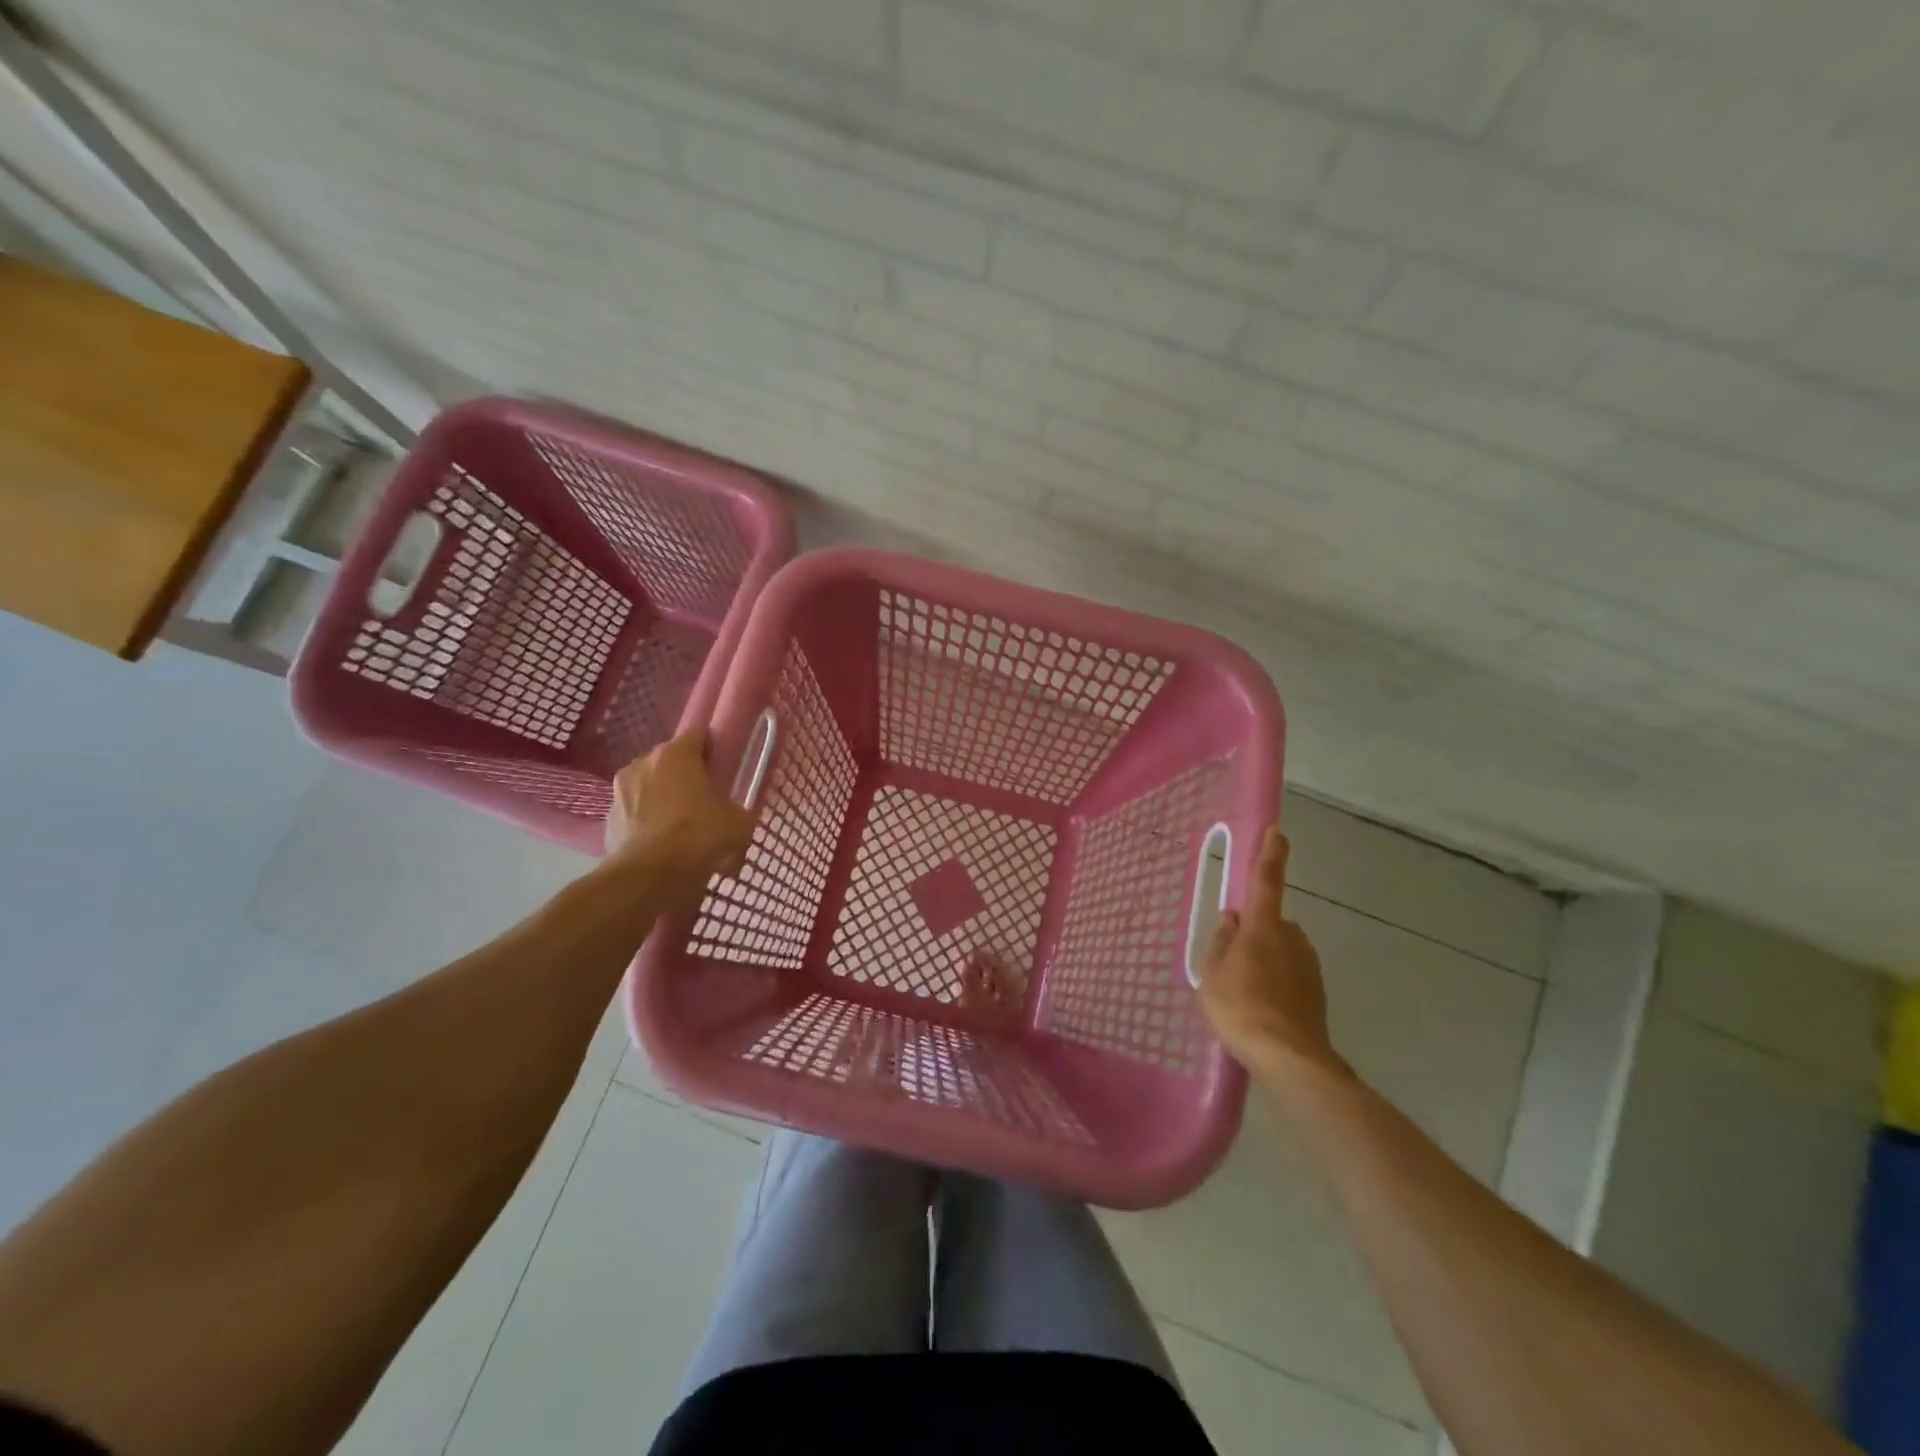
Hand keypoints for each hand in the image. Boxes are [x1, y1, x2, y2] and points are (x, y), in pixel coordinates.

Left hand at [604, 728, 757, 900]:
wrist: (650, 876)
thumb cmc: (699, 836)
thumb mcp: (739, 823)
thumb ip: (740, 811)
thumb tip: (739, 815)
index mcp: (676, 754)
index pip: (699, 735)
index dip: (714, 749)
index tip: (724, 767)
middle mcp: (643, 763)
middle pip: (670, 761)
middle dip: (686, 776)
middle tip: (705, 800)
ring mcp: (620, 791)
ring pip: (649, 787)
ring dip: (663, 799)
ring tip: (681, 827)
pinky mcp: (608, 820)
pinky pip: (635, 814)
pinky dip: (647, 823)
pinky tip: (662, 845)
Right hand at [1198, 828, 1346, 1077]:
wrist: (1290, 1058)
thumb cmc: (1241, 1007)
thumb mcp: (1212, 974)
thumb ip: (1220, 942)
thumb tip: (1231, 919)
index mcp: (1263, 927)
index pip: (1266, 881)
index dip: (1270, 855)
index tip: (1277, 832)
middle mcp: (1292, 938)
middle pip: (1270, 922)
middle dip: (1254, 933)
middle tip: (1230, 961)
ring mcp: (1308, 965)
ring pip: (1281, 950)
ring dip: (1265, 960)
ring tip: (1242, 993)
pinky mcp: (1317, 992)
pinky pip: (1290, 975)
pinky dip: (1277, 983)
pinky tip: (1261, 1009)